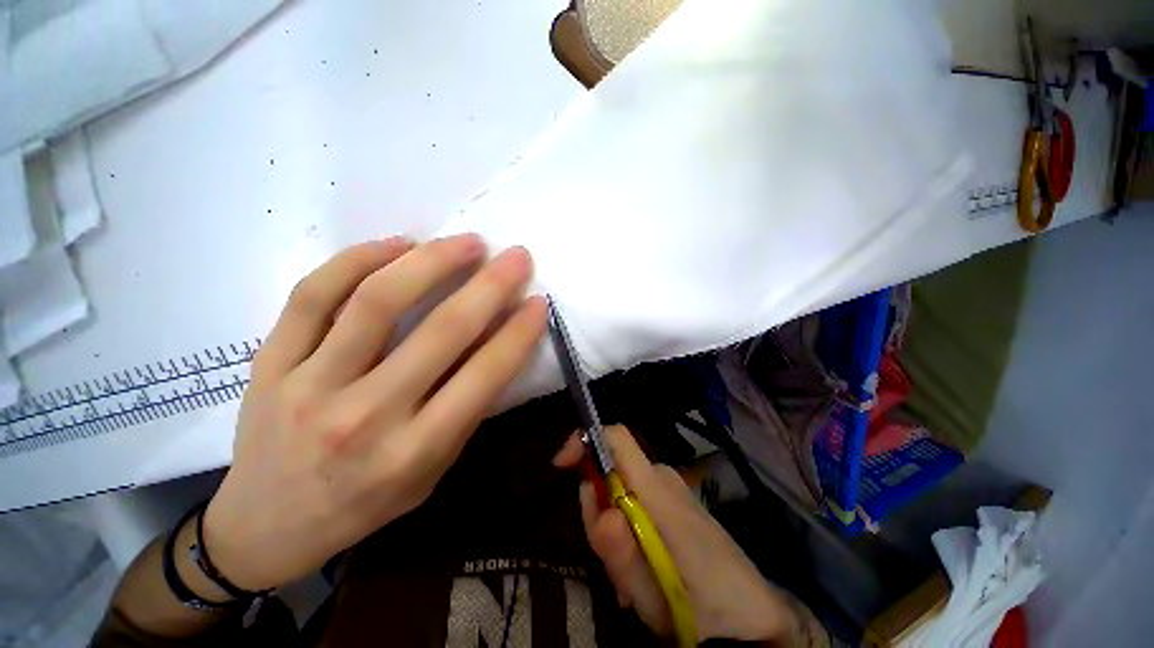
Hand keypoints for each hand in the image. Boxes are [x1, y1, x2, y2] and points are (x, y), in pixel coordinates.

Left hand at [203, 234, 545, 591]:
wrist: (266, 526)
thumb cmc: (366, 503)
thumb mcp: (433, 470)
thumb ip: (465, 408)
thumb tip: (497, 342)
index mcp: (415, 452)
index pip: (484, 377)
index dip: (519, 333)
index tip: (538, 301)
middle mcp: (365, 417)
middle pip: (441, 331)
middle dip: (491, 286)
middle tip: (516, 256)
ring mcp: (309, 386)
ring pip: (377, 302)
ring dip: (432, 261)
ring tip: (466, 242)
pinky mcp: (269, 363)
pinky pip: (313, 295)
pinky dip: (359, 259)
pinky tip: (398, 245)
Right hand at [554, 426, 803, 643]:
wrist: (756, 617)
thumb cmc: (705, 607)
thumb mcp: (651, 594)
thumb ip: (619, 550)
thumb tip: (591, 498)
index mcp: (658, 490)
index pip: (617, 437)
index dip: (585, 440)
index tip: (560, 466)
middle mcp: (665, 479)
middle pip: (613, 471)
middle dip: (598, 509)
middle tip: (609, 562)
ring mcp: (674, 490)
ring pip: (624, 492)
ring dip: (615, 530)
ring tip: (630, 581)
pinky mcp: (678, 504)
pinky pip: (640, 504)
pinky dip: (630, 532)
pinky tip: (643, 573)